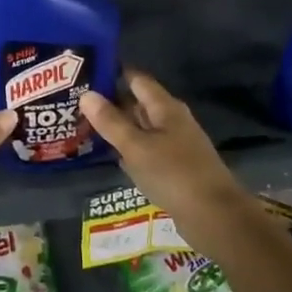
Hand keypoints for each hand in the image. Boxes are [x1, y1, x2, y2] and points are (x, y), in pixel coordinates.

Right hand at [81, 69, 240, 216]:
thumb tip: (86, 94)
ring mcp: (176, 145)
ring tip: (85, 127)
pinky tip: (112, 156)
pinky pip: (147, 150)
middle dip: (111, 103)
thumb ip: (111, 122)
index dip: (112, 74)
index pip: (136, 80)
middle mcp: (172, 121)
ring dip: (119, 128)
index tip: (84, 74)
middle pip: (138, 103)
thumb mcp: (136, 147)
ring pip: (142, 128)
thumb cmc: (173, 174)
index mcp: (165, 108)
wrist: (215, 217)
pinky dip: (130, 149)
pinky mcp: (176, 167)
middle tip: (76, 103)